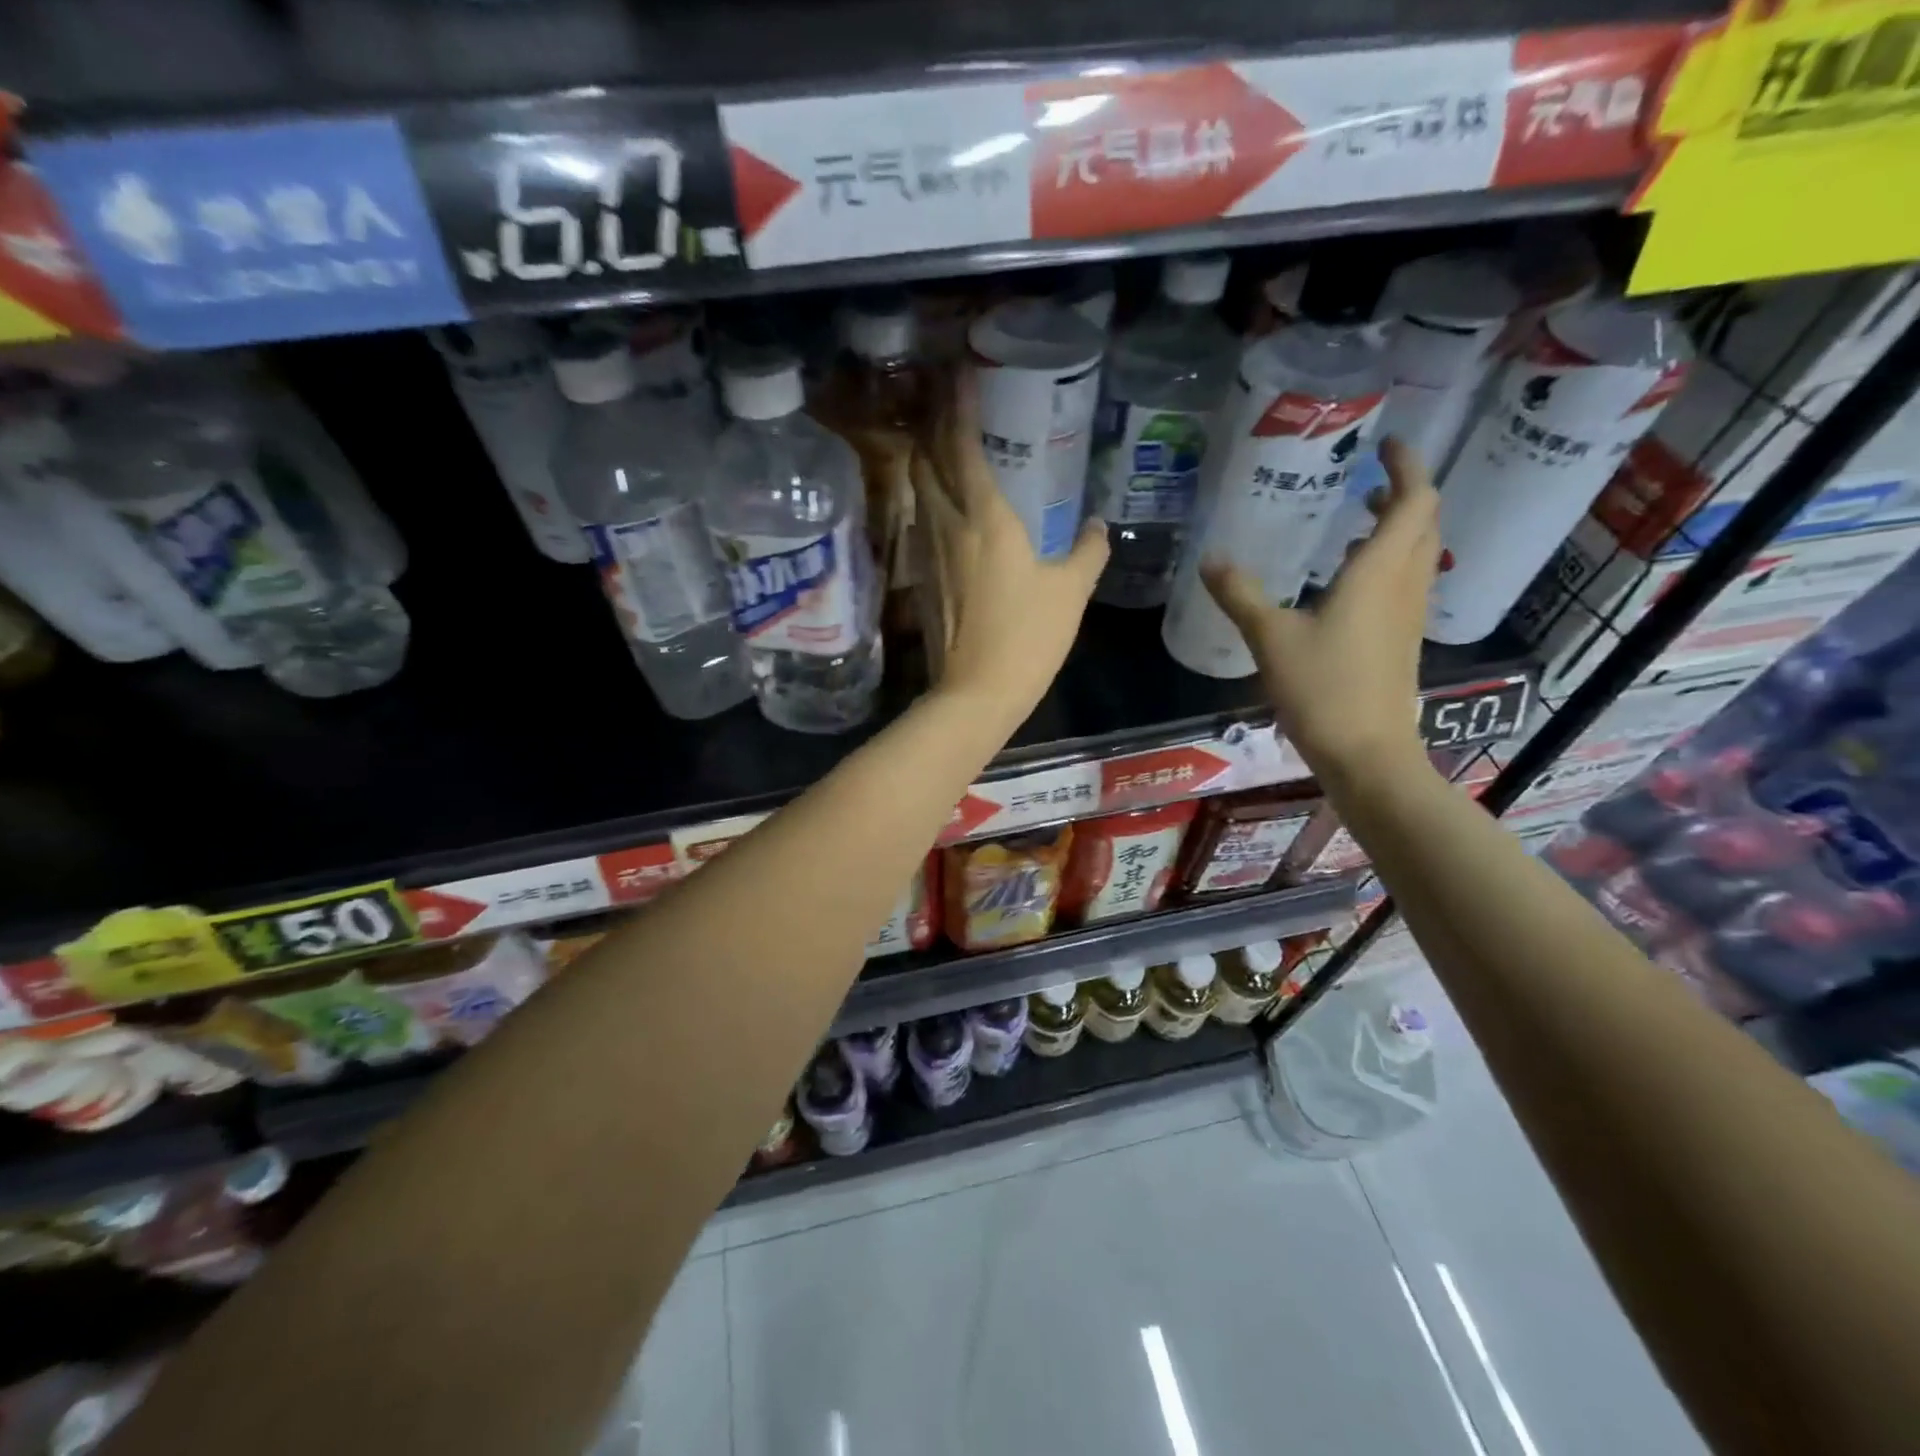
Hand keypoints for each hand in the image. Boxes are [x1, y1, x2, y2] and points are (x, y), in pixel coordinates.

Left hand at [929, 369, 1107, 718]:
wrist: (975, 693)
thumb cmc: (1028, 637)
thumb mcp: (1071, 592)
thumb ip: (1088, 552)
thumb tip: (1097, 527)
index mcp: (985, 517)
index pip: (961, 445)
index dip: (958, 405)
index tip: (958, 372)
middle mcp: (947, 525)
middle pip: (924, 461)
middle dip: (930, 426)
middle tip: (945, 404)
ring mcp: (927, 554)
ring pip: (917, 493)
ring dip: (924, 463)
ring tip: (941, 447)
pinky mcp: (921, 581)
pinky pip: (920, 525)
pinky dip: (927, 503)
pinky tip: (943, 510)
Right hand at [1202, 436, 1439, 784]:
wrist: (1367, 753)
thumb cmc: (1323, 689)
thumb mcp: (1270, 638)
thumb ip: (1240, 595)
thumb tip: (1210, 558)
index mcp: (1379, 573)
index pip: (1415, 500)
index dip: (1408, 465)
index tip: (1388, 444)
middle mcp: (1404, 586)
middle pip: (1424, 523)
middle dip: (1405, 493)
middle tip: (1370, 481)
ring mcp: (1409, 615)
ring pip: (1418, 554)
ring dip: (1399, 528)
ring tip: (1359, 521)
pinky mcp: (1402, 641)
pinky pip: (1405, 583)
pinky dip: (1388, 562)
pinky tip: (1349, 580)